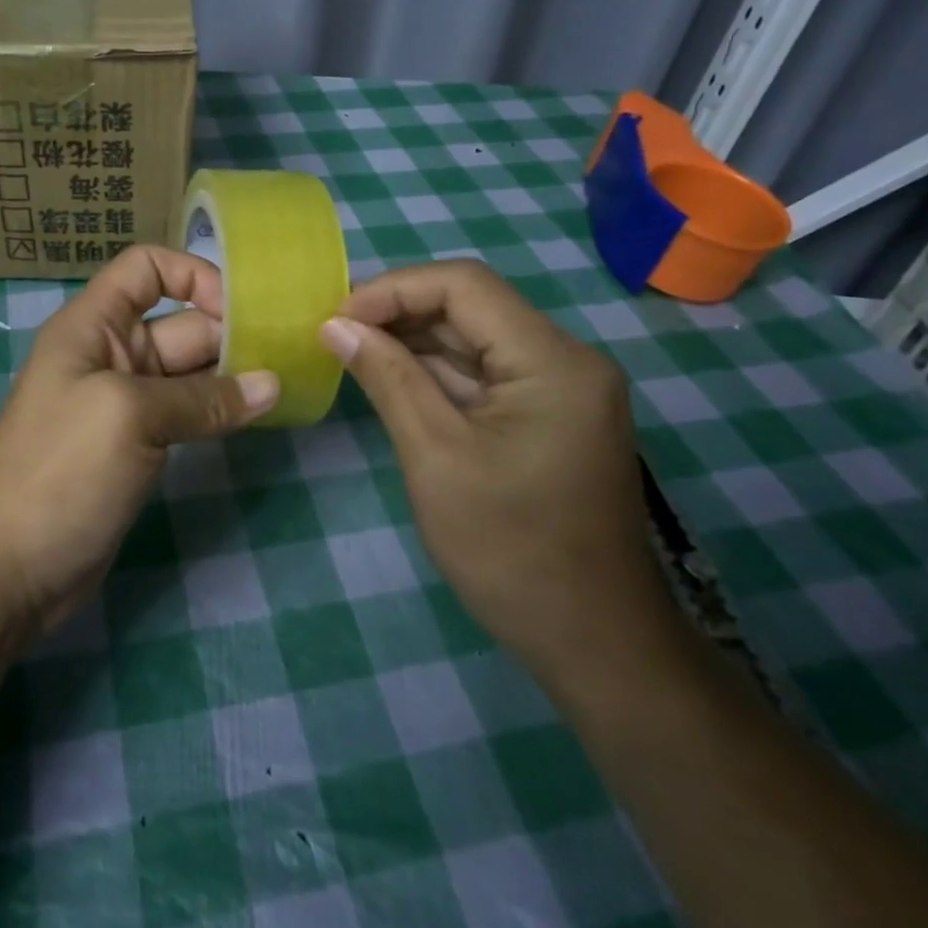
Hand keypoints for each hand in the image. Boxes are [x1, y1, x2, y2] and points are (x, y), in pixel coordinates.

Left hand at [0, 246, 278, 632]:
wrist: (6, 571)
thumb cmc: (59, 472)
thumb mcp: (130, 417)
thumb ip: (203, 398)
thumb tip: (272, 386)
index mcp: (93, 326)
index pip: (145, 269)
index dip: (193, 275)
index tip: (241, 310)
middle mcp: (110, 354)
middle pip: (180, 322)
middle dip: (230, 331)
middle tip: (290, 353)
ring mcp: (125, 403)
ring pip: (189, 372)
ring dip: (233, 374)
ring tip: (287, 383)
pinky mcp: (138, 446)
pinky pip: (187, 413)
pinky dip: (219, 411)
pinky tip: (258, 416)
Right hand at [319, 261, 679, 686]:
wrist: (593, 641)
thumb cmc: (509, 552)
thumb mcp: (434, 456)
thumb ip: (387, 378)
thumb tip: (335, 325)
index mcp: (552, 361)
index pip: (464, 286)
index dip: (393, 290)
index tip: (336, 319)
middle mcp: (567, 359)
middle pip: (472, 306)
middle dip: (399, 313)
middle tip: (334, 334)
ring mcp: (562, 388)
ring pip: (477, 338)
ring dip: (414, 341)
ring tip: (351, 351)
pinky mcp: (551, 415)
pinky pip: (487, 373)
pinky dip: (438, 372)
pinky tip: (392, 378)